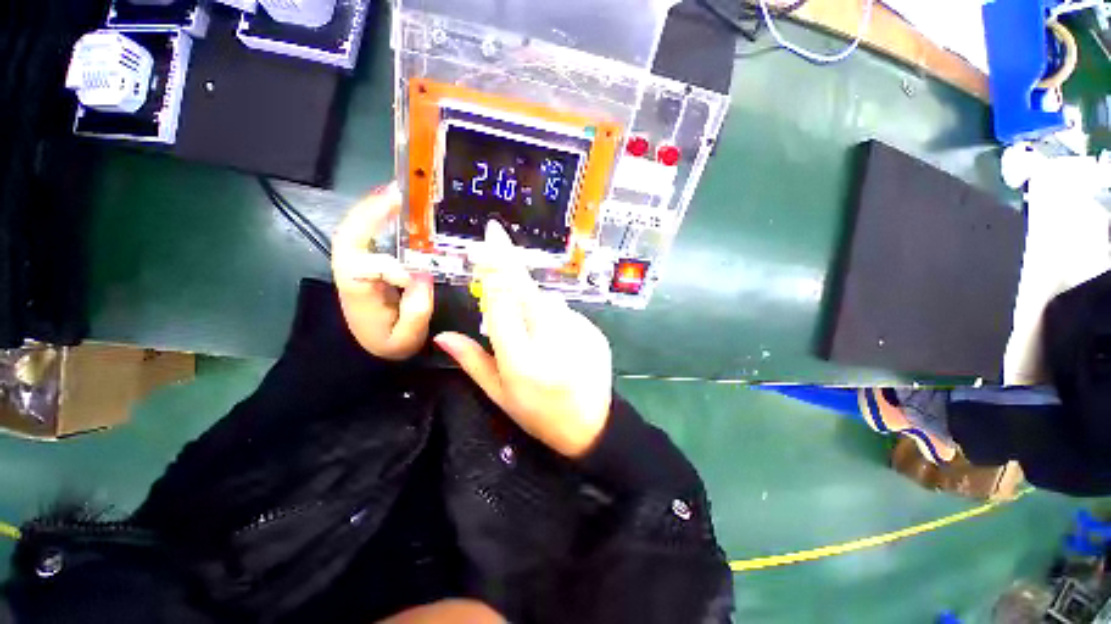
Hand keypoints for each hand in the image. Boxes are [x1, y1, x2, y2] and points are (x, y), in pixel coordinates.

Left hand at [332, 183, 433, 359]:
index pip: (367, 269)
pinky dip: (377, 217)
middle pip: (351, 235)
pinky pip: (367, 234)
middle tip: (399, 193)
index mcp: (358, 292)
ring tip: (398, 192)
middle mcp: (350, 272)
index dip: (391, 268)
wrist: (364, 350)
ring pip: (355, 229)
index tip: (416, 279)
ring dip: (374, 208)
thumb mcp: (406, 339)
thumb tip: (423, 275)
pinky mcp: (364, 262)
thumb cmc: (386, 345)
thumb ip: (416, 310)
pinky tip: (395, 208)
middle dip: (372, 211)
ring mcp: (355, 264)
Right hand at [433, 222, 612, 457]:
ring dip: (533, 303)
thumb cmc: (539, 415)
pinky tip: (556, 339)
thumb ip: (472, 362)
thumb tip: (442, 335)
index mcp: (522, 361)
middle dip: (510, 266)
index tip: (490, 239)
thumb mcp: (500, 396)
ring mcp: (579, 333)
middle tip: (495, 238)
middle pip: (528, 290)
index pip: (503, 303)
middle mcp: (552, 341)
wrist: (591, 427)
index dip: (495, 268)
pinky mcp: (594, 331)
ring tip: (534, 330)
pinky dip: (554, 318)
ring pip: (547, 300)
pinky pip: (566, 312)